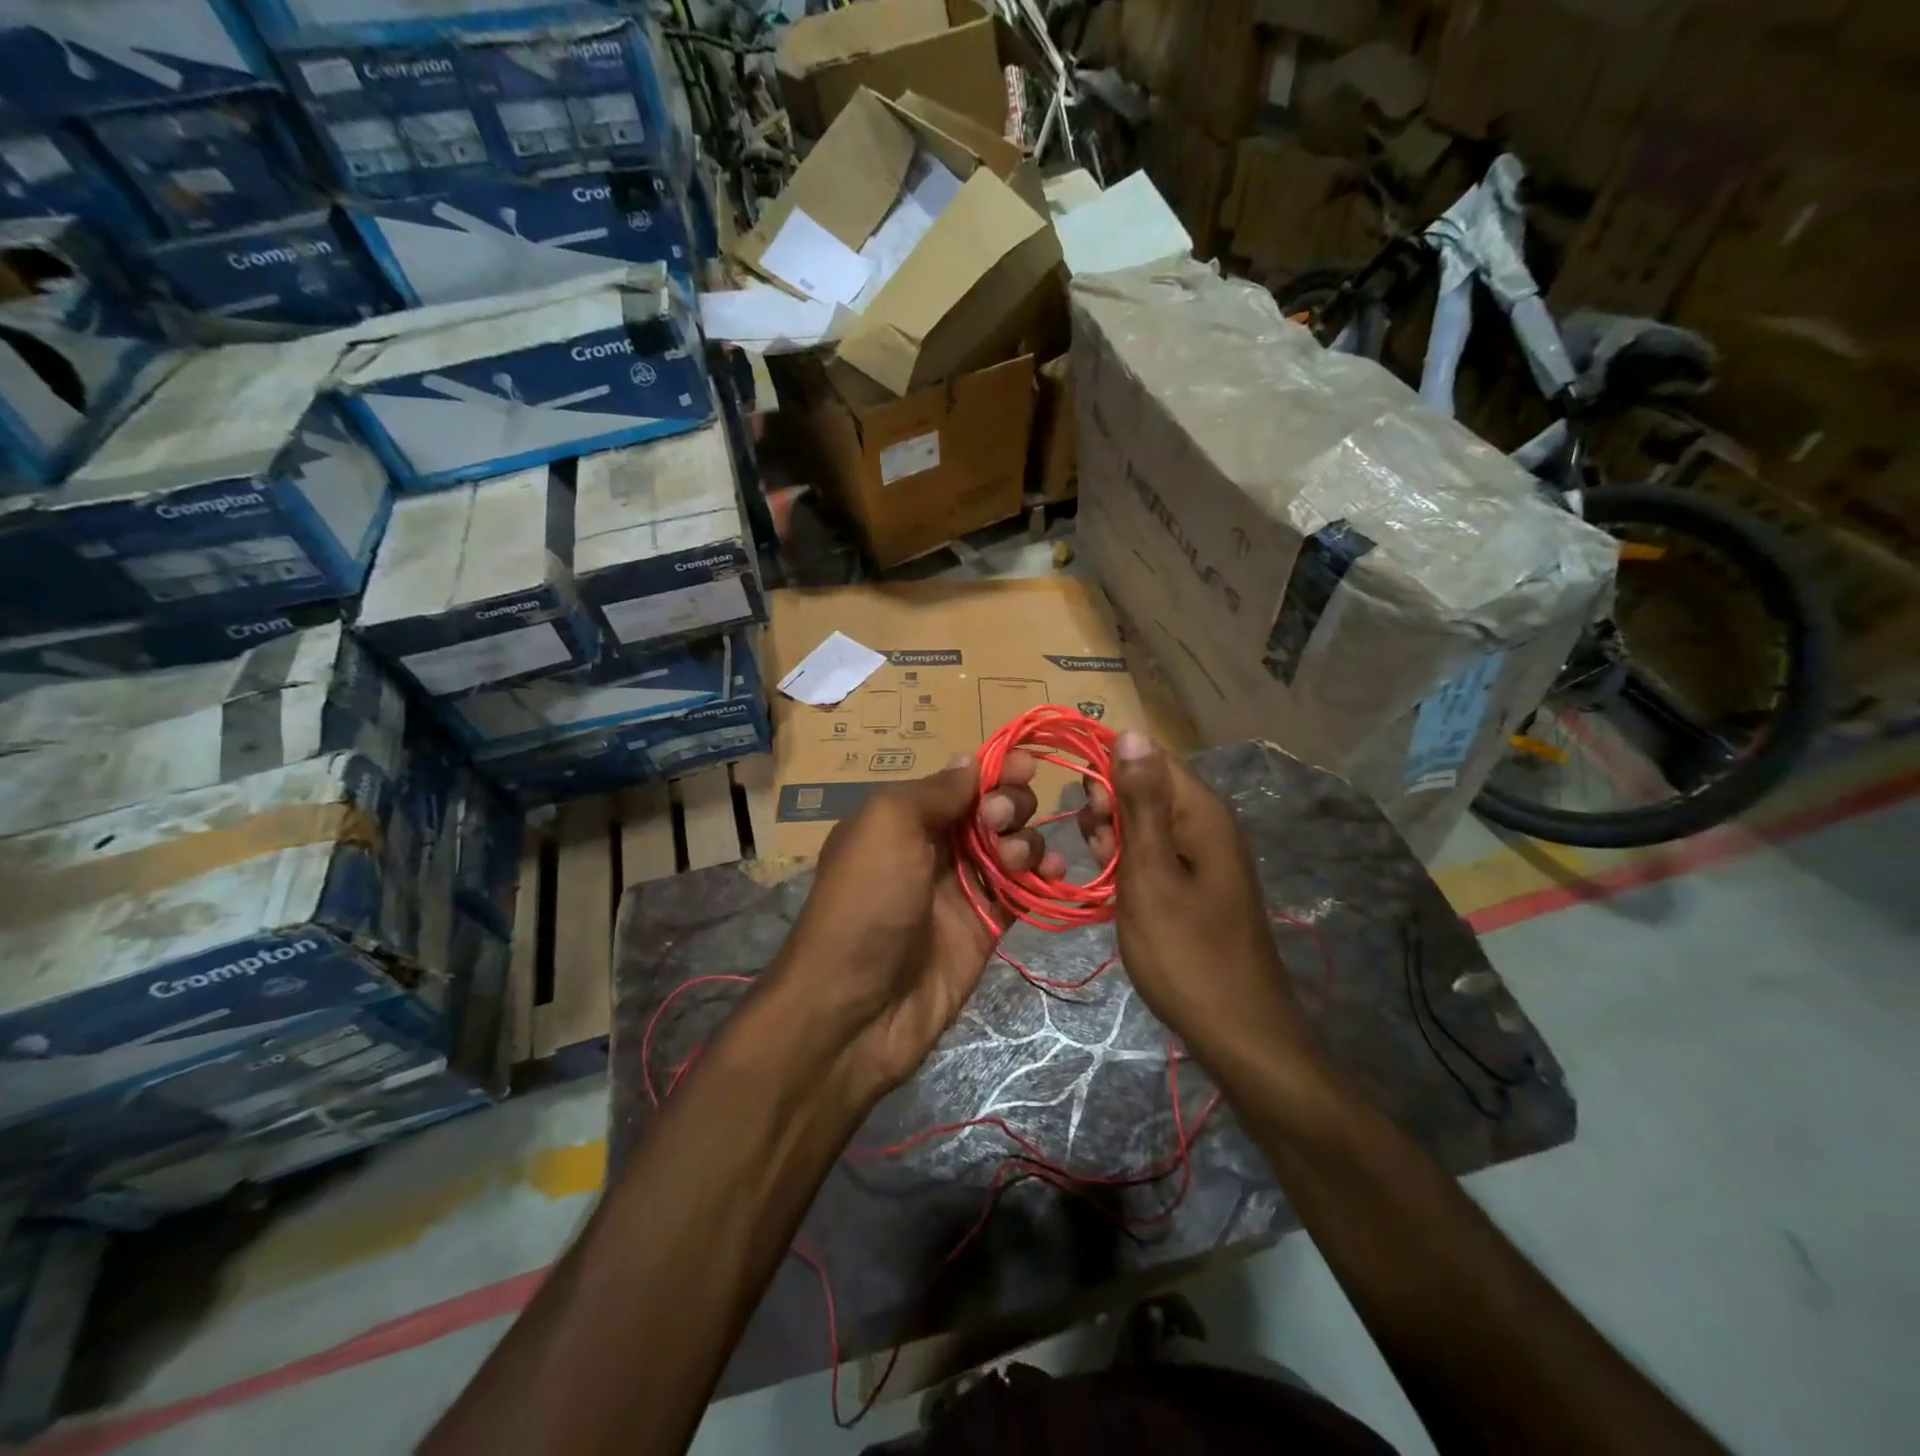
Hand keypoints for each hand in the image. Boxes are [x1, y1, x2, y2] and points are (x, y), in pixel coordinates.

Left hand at [768, 751, 1056, 1098]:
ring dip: (1026, 840)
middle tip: (998, 823)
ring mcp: (963, 888)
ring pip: (1013, 846)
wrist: (856, 1009)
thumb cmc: (866, 902)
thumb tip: (971, 761)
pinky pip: (1023, 890)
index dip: (995, 769)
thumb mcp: (887, 826)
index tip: (1025, 764)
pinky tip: (1053, 874)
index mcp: (905, 818)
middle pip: (992, 809)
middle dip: (1009, 804)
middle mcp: (936, 847)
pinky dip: (1043, 876)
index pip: (961, 781)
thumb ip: (935, 791)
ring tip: (1014, 859)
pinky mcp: (986, 926)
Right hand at [1078, 732, 1311, 1061]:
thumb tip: (1129, 732)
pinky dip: (1129, 863)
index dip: (1108, 771)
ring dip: (1114, 839)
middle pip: (1144, 786)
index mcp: (1200, 811)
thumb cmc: (1186, 953)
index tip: (1084, 809)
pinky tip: (1116, 888)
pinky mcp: (1196, 881)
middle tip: (1099, 852)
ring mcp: (1202, 853)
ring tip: (1106, 875)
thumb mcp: (1150, 873)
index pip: (1147, 756)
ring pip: (1144, 821)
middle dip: (1109, 809)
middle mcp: (1205, 822)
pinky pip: (1154, 852)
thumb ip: (1139, 802)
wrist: (1238, 1031)